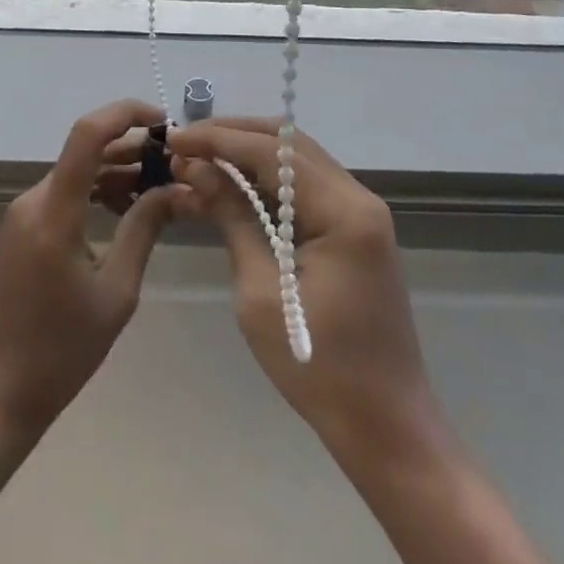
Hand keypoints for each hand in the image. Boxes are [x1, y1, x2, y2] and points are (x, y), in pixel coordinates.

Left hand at [0, 99, 181, 439]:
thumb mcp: (115, 293)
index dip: (126, 114)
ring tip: (160, 186)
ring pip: (78, 171)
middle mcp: (34, 200)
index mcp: (54, 212)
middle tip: (175, 164)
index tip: (165, 122)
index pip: (88, 134)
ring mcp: (24, 213)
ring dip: (117, 170)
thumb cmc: (59, 352)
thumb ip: (144, 231)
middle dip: (133, 148)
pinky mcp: (23, 228)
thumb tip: (176, 190)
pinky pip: (66, 192)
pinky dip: (98, 190)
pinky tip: (128, 208)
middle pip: (87, 151)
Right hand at [168, 120, 443, 461]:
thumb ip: (233, 219)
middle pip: (288, 143)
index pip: (272, 152)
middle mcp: (358, 196)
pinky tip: (234, 183)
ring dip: (249, 152)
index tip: (175, 139)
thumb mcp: (262, 294)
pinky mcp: (355, 227)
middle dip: (233, 135)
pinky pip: (306, 184)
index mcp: (344, 210)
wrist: (388, 428)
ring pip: (297, 158)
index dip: (219, 140)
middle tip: (186, 144)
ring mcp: (361, 210)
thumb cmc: (319, 369)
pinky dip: (268, 177)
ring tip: (201, 157)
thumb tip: (196, 169)